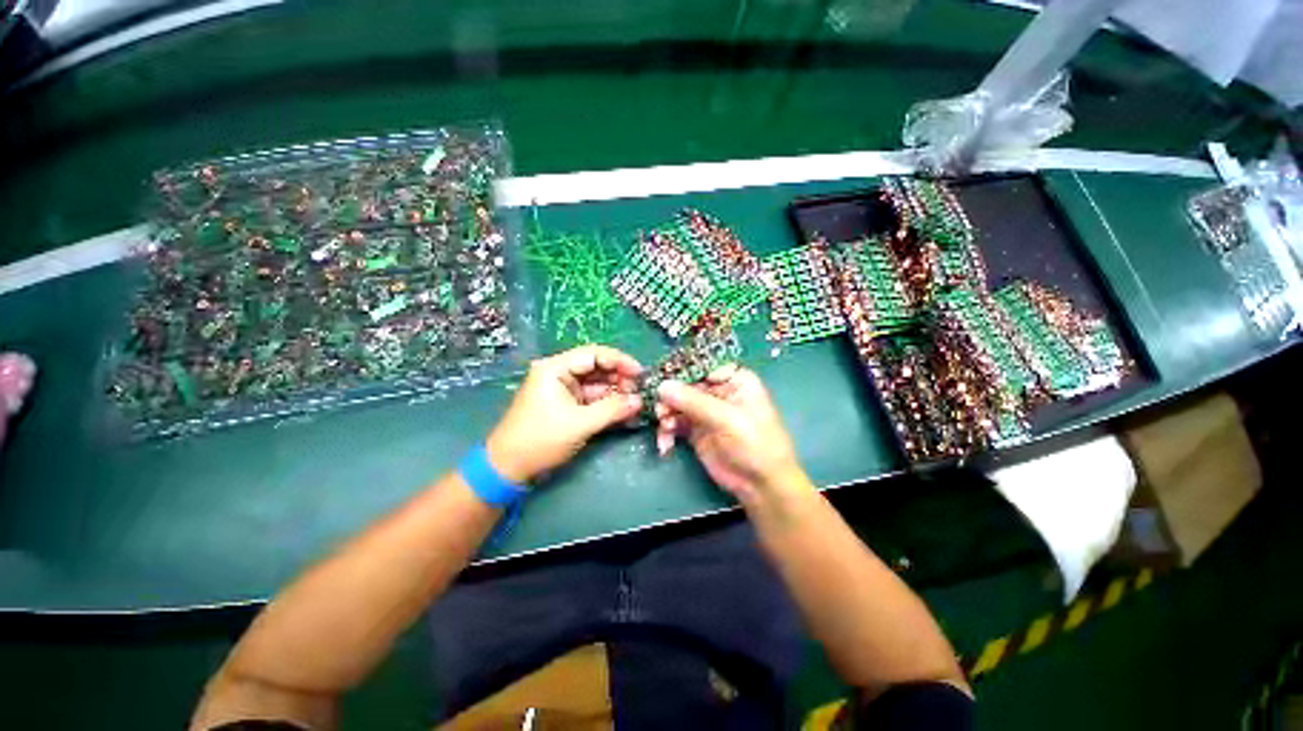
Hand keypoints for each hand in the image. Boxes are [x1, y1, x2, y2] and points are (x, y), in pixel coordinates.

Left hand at [487, 345, 643, 483]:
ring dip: (616, 393)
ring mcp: (564, 390)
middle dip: (619, 379)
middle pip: (597, 368)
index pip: (594, 354)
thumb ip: (612, 409)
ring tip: (636, 403)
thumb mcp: (579, 424)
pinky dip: (608, 405)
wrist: (509, 468)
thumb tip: (640, 400)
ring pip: (597, 385)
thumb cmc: (541, 440)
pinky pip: (592, 399)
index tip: (640, 373)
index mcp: (555, 368)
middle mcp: (560, 374)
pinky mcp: (567, 406)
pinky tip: (625, 412)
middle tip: (640, 392)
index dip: (620, 361)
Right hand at [655, 367, 806, 500]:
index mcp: (734, 379)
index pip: (702, 365)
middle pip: (685, 384)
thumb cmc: (755, 444)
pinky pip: (674, 423)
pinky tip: (665, 445)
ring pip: (676, 403)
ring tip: (664, 429)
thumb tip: (661, 385)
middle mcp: (718, 390)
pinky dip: (667, 431)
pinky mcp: (695, 430)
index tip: (660, 377)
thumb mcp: (727, 419)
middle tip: (659, 411)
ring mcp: (705, 410)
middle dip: (669, 397)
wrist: (761, 485)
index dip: (680, 369)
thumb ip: (694, 402)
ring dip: (665, 415)